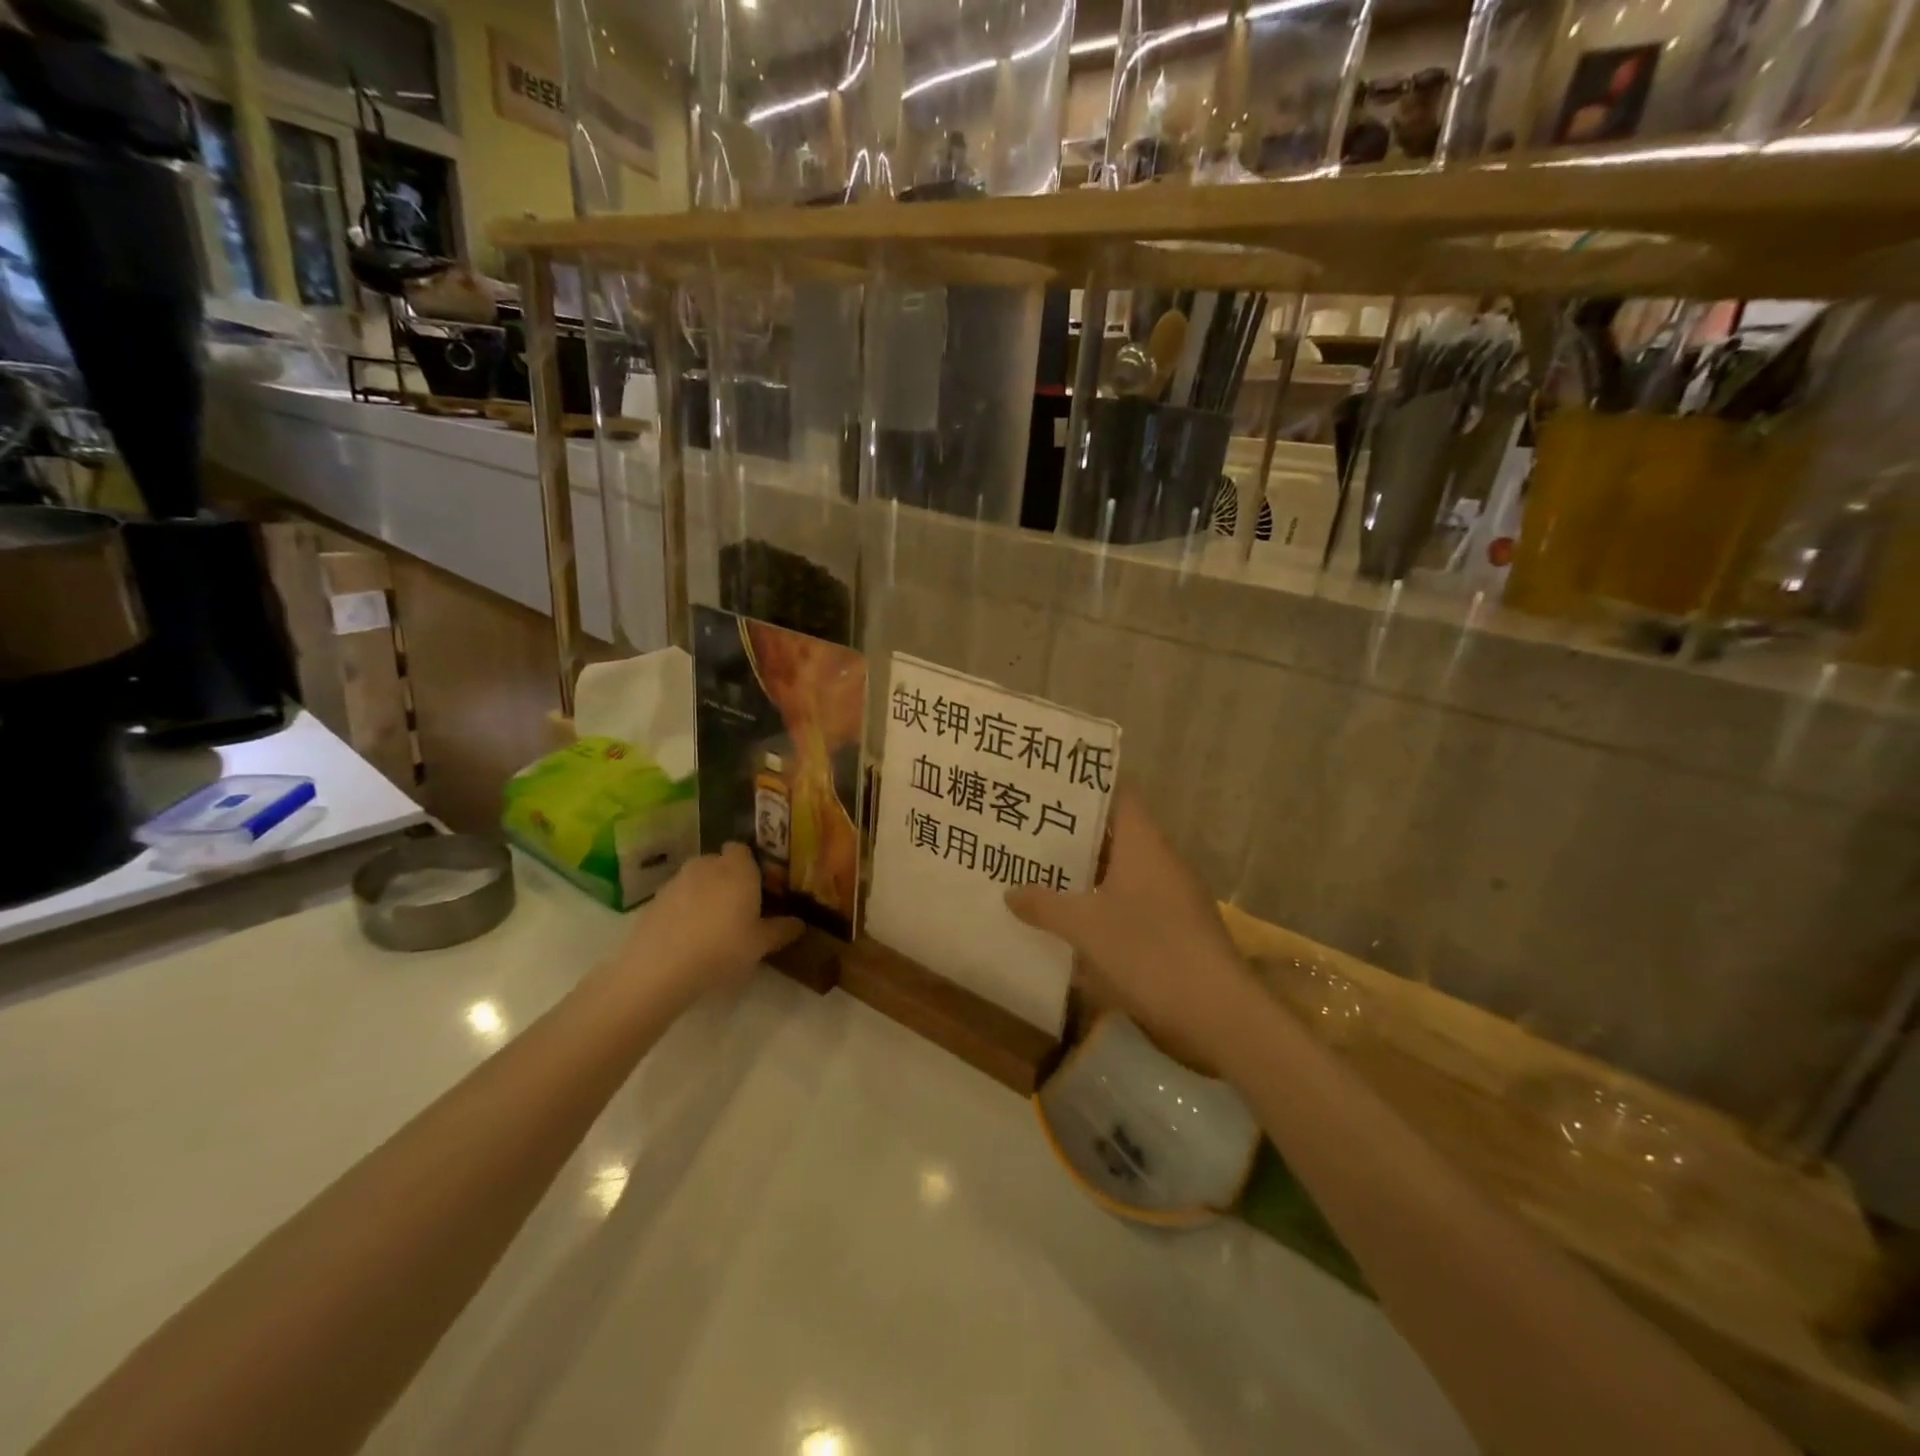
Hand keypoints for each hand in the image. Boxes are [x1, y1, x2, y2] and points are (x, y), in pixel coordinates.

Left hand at [624, 843, 801, 998]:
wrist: (659, 969)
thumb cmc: (722, 949)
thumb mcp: (760, 945)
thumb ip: (782, 930)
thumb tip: (799, 923)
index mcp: (737, 869)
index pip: (743, 849)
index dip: (751, 865)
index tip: (759, 888)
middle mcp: (706, 865)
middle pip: (719, 863)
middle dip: (728, 878)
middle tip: (738, 907)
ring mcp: (676, 881)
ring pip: (697, 879)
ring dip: (705, 893)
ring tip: (711, 924)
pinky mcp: (653, 900)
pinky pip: (677, 897)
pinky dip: (683, 908)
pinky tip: (687, 935)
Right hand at [1006, 789, 1256, 1067]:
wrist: (1217, 1012)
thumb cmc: (1149, 951)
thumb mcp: (1085, 927)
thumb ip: (1045, 905)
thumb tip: (1010, 892)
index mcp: (1143, 843)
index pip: (1116, 794)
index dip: (1083, 787)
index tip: (1046, 788)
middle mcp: (1160, 860)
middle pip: (1114, 833)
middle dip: (1073, 834)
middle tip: (1027, 832)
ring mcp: (1171, 895)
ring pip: (1120, 871)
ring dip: (1085, 873)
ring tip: (1039, 872)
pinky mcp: (1174, 928)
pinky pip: (1130, 902)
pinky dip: (1101, 904)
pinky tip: (1072, 919)